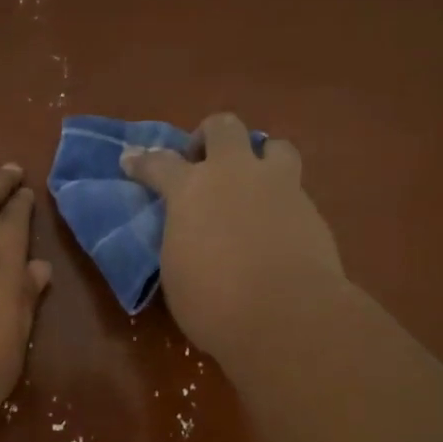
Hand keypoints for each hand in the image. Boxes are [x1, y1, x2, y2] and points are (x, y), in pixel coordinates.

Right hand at [121, 113, 345, 364]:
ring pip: (273, 145)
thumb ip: (181, 238)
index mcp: (190, 190)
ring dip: (259, 158)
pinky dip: (281, 199)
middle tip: (204, 163)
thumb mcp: (177, 272)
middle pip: (223, 127)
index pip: (159, 163)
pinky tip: (277, 226)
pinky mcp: (311, 208)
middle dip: (209, 137)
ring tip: (253, 185)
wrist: (286, 314)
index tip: (131, 160)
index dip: (142, 161)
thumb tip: (189, 231)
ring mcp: (278, 185)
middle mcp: (234, 174)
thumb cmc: (214, 303)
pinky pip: (294, 187)